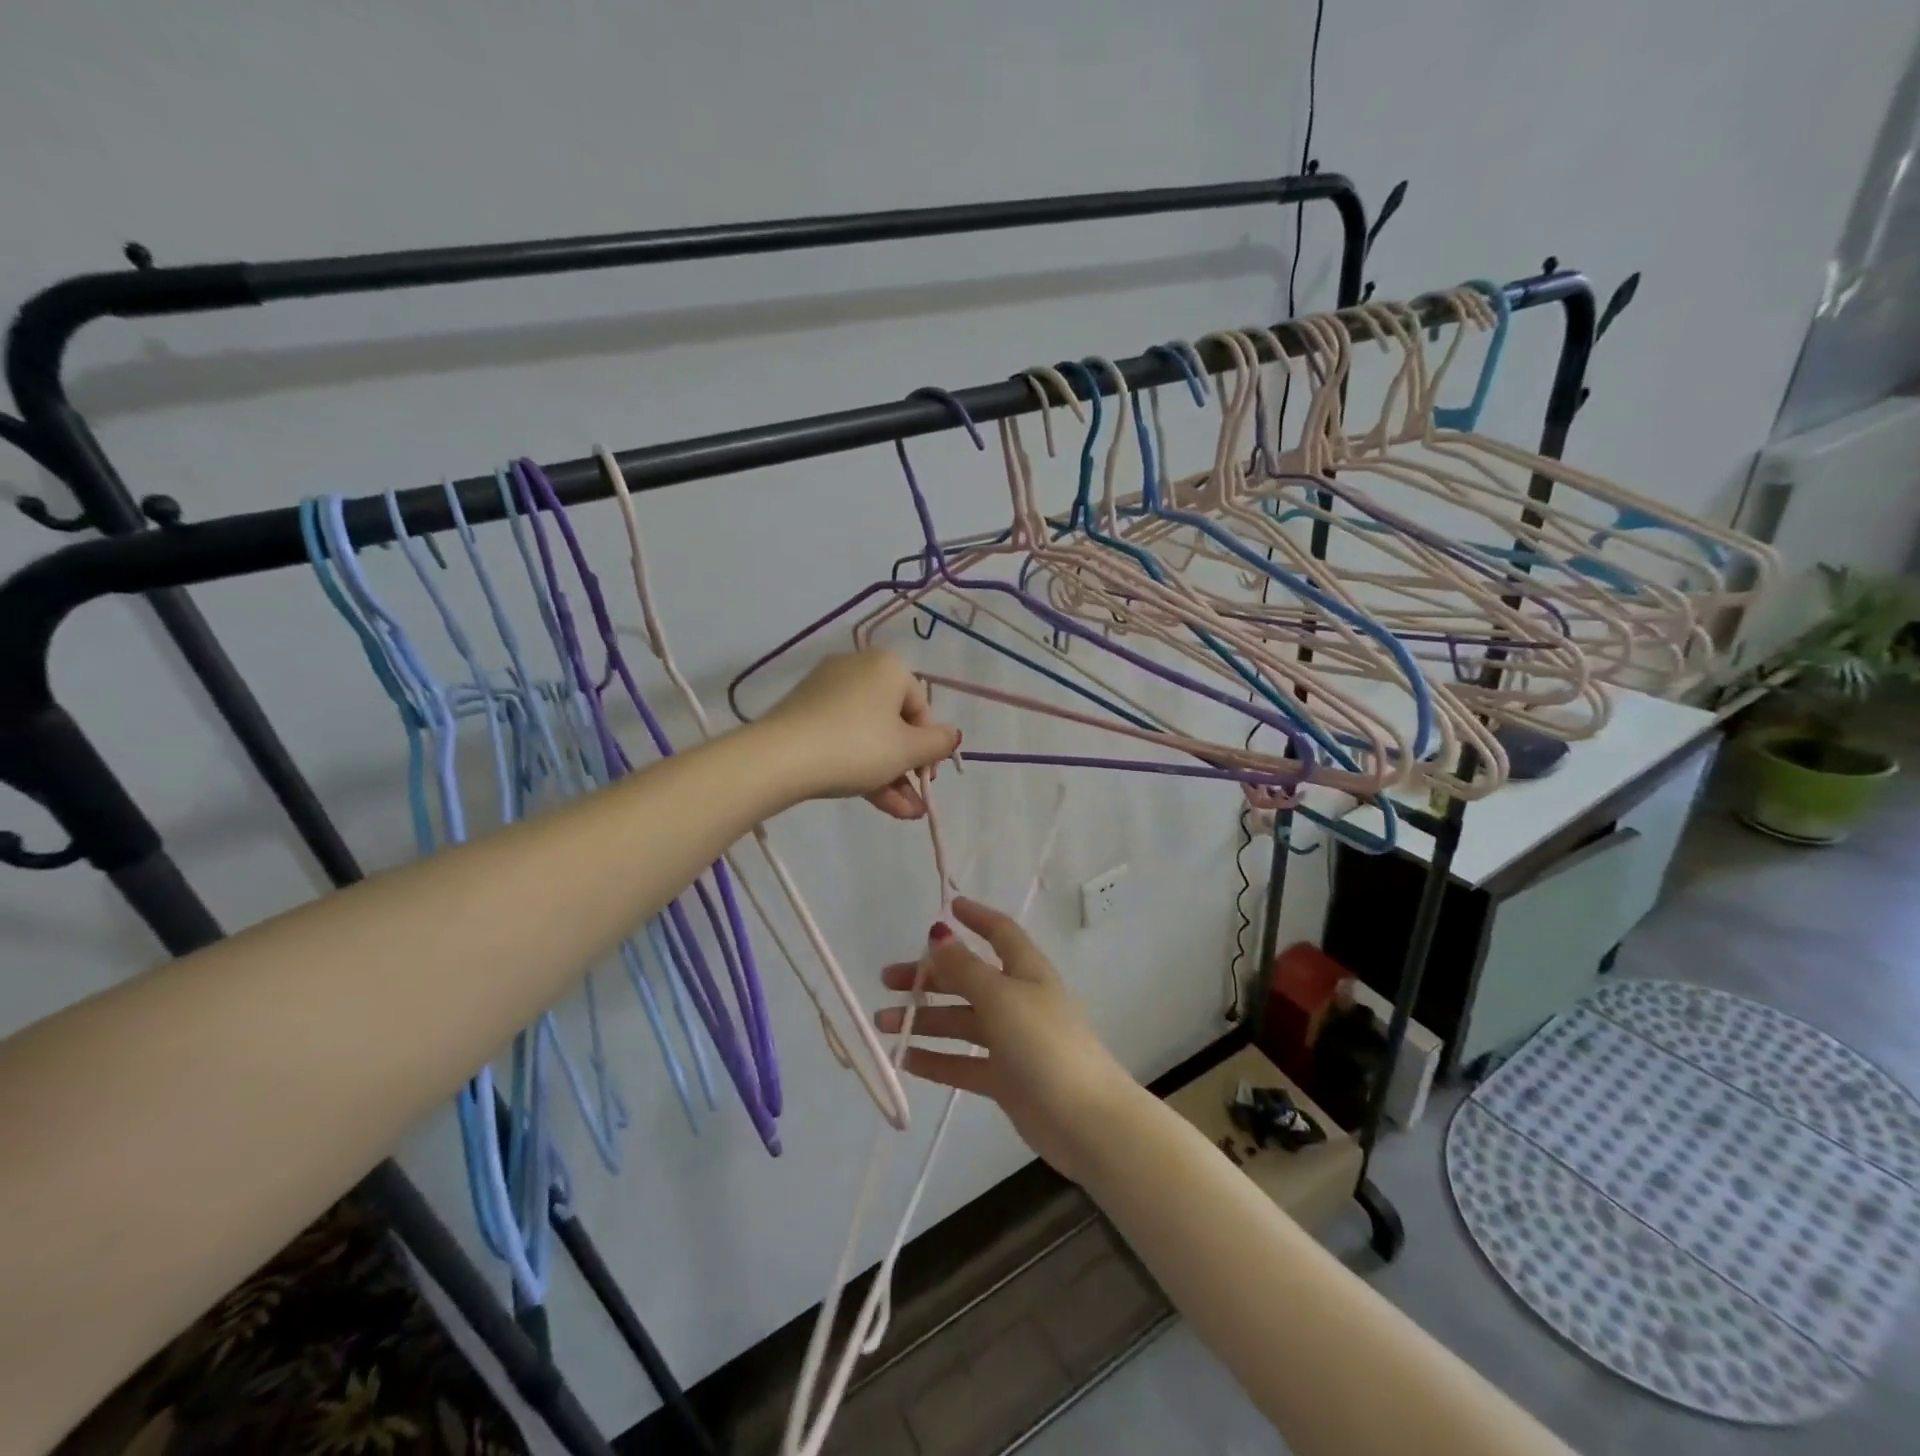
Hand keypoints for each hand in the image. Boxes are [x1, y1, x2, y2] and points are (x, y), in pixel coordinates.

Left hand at [760, 649, 959, 818]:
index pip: (921, 707)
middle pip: (894, 723)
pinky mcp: (804, 713)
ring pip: (868, 736)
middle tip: (916, 801)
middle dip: (908, 768)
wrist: (780, 758)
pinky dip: (861, 766)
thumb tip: (952, 736)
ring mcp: (826, 691)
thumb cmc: (857, 747)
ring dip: (889, 775)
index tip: (926, 779)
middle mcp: (858, 669)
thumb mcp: (907, 750)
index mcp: (887, 666)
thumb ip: (938, 743)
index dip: (929, 747)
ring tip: (903, 814)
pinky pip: (843, 738)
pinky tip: (878, 803)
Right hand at [874, 897, 1136, 1181]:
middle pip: (969, 979)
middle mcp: (1018, 1000)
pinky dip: (936, 1059)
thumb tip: (939, 934)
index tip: (947, 907)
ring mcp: (1012, 1041)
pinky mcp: (1005, 1079)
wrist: (1085, 1120)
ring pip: (961, 1023)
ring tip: (882, 1024)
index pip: (1000, 933)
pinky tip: (905, 1060)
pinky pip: (963, 1063)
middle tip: (887, 980)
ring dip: (924, 1020)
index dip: (976, 918)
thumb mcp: (1001, 997)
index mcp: (1026, 971)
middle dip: (930, 977)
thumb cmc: (1044, 1044)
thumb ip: (965, 969)